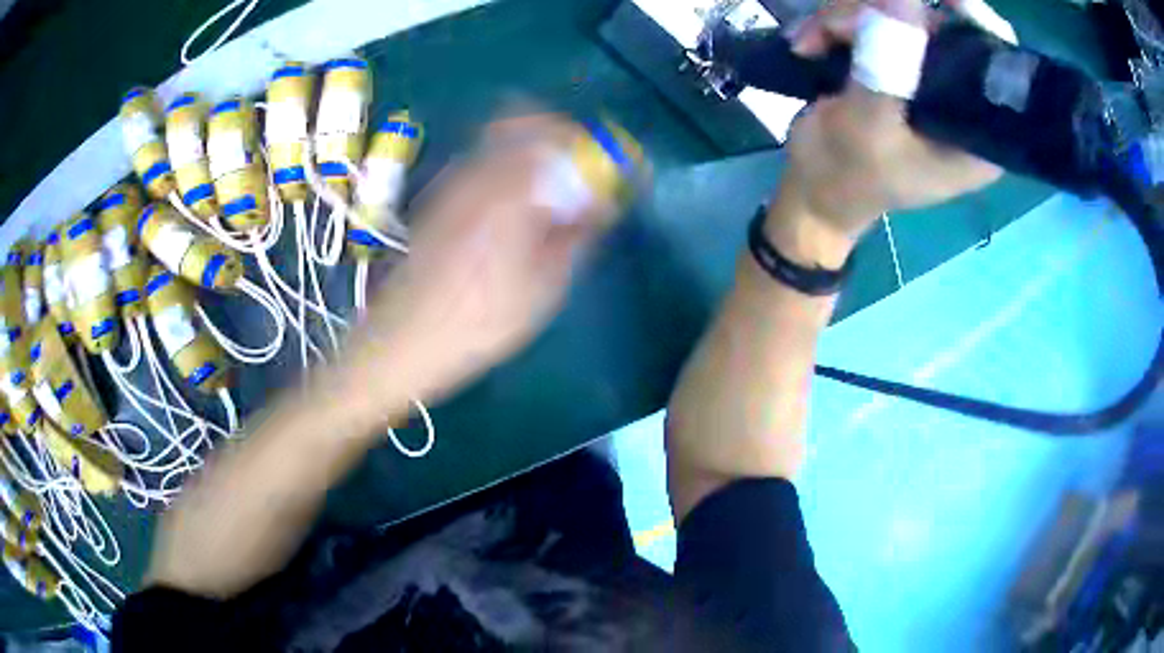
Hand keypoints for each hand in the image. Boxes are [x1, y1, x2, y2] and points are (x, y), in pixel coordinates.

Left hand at [339, 115, 621, 413]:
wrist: (403, 338)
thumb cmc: (479, 320)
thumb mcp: (545, 288)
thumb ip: (577, 234)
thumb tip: (601, 203)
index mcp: (510, 188)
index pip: (557, 134)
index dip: (589, 144)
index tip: (606, 168)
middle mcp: (478, 171)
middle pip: (521, 120)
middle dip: (558, 138)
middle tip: (577, 173)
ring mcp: (452, 182)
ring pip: (498, 140)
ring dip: (531, 153)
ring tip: (548, 196)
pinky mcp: (437, 199)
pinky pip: (480, 163)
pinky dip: (506, 170)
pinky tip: (513, 213)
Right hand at [772, 0, 1002, 263]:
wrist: (811, 190)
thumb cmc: (846, 176)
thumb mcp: (867, 127)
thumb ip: (887, 64)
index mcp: (973, 134)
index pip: (994, 68)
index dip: (975, 24)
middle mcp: (956, 102)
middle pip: (940, 28)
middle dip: (885, 15)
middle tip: (836, 28)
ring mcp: (923, 79)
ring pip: (899, 16)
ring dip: (846, 19)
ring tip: (809, 43)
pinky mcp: (894, 67)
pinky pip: (872, 23)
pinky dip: (836, 25)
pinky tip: (809, 43)